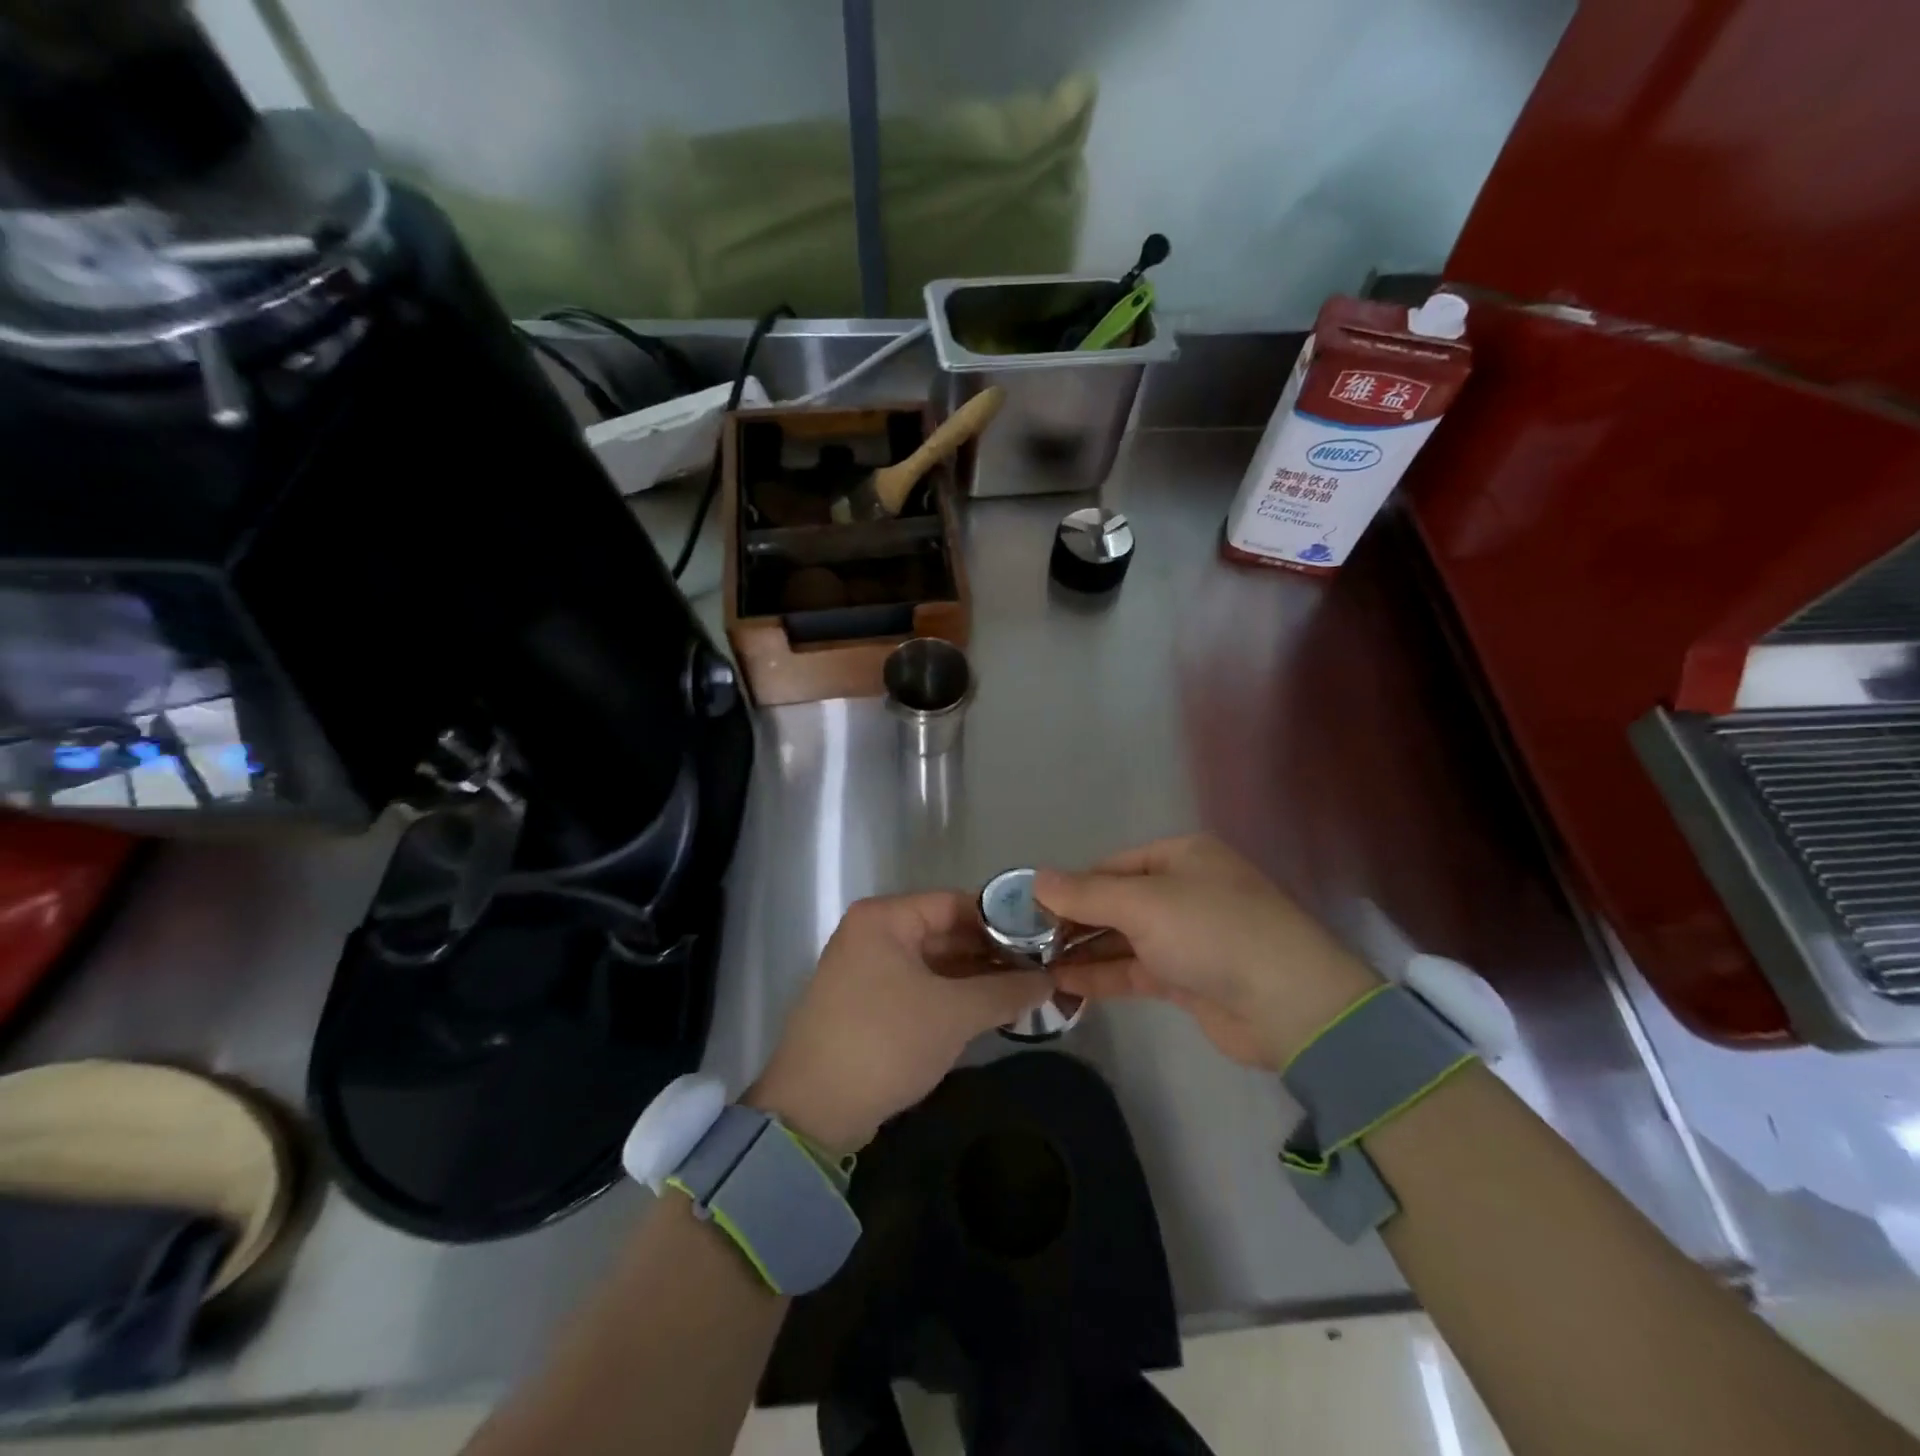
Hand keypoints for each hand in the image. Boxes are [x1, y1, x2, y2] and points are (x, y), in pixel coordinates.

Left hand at [746, 892, 1050, 1156]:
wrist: (813, 1111)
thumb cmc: (885, 1042)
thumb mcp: (954, 1013)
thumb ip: (1005, 990)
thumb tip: (1050, 980)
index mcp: (885, 918)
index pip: (955, 903)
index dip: (1002, 920)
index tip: (1043, 939)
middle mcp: (873, 933)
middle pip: (945, 931)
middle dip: (992, 952)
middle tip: (1042, 968)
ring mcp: (867, 968)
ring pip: (934, 962)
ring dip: (976, 977)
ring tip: (1027, 989)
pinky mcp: (868, 1003)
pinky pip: (920, 986)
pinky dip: (953, 995)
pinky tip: (990, 1009)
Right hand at [1036, 835, 1377, 1068]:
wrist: (1290, 1004)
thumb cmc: (1213, 931)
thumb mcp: (1143, 903)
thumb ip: (1086, 894)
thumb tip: (1035, 878)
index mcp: (1180, 856)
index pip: (1111, 866)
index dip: (1070, 886)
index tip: (1028, 909)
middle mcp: (1183, 890)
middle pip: (1115, 901)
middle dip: (1072, 920)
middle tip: (1024, 942)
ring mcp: (1186, 936)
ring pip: (1122, 938)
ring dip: (1082, 950)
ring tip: (1033, 964)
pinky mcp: (1187, 978)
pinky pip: (1134, 970)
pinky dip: (1102, 975)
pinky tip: (1063, 983)